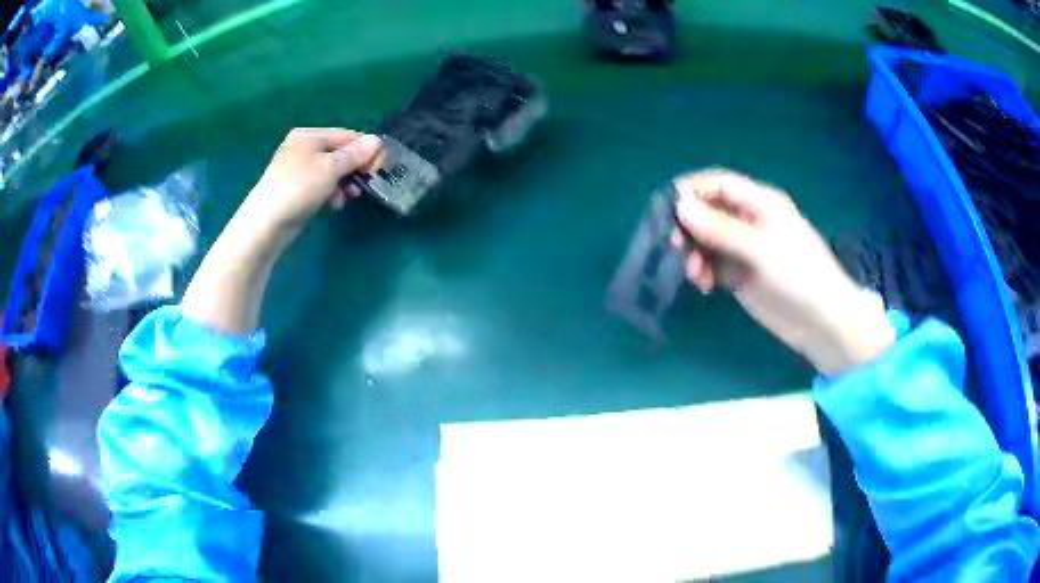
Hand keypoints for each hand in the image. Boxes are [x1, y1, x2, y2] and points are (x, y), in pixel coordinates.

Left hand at [241, 128, 381, 237]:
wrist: (266, 223)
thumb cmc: (299, 188)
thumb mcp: (331, 168)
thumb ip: (355, 154)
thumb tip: (377, 140)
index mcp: (309, 135)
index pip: (347, 136)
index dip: (366, 150)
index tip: (379, 168)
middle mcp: (303, 147)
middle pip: (339, 153)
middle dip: (354, 169)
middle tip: (365, 185)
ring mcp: (298, 169)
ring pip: (331, 171)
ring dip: (344, 183)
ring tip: (347, 198)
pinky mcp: (296, 189)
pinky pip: (321, 185)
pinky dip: (330, 192)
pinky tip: (333, 205)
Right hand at [671, 169, 894, 376]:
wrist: (821, 322)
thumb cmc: (799, 275)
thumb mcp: (760, 249)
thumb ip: (720, 229)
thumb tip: (680, 207)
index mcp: (760, 203)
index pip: (718, 184)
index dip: (692, 190)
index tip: (666, 209)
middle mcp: (749, 220)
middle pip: (708, 211)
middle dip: (689, 226)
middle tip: (676, 247)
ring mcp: (744, 248)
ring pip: (706, 240)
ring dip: (694, 253)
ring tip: (695, 275)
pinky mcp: (740, 274)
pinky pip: (712, 264)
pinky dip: (703, 271)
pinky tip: (704, 286)